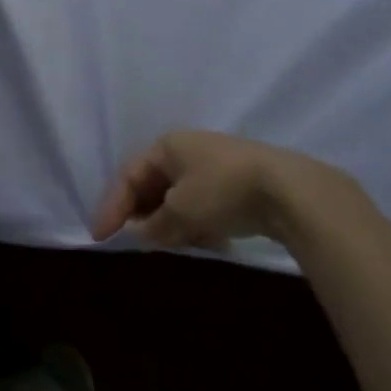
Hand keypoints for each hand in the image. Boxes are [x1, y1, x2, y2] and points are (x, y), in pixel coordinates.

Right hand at [91, 131, 345, 248]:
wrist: (291, 190)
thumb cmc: (223, 190)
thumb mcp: (181, 211)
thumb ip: (154, 225)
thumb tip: (139, 235)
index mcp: (166, 145)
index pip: (129, 176)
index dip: (112, 207)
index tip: (99, 236)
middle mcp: (186, 150)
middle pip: (153, 185)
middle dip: (143, 214)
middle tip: (134, 241)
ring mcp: (214, 165)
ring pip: (179, 196)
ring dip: (171, 221)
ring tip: (170, 245)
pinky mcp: (238, 184)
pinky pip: (203, 204)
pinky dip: (196, 222)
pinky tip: (205, 240)